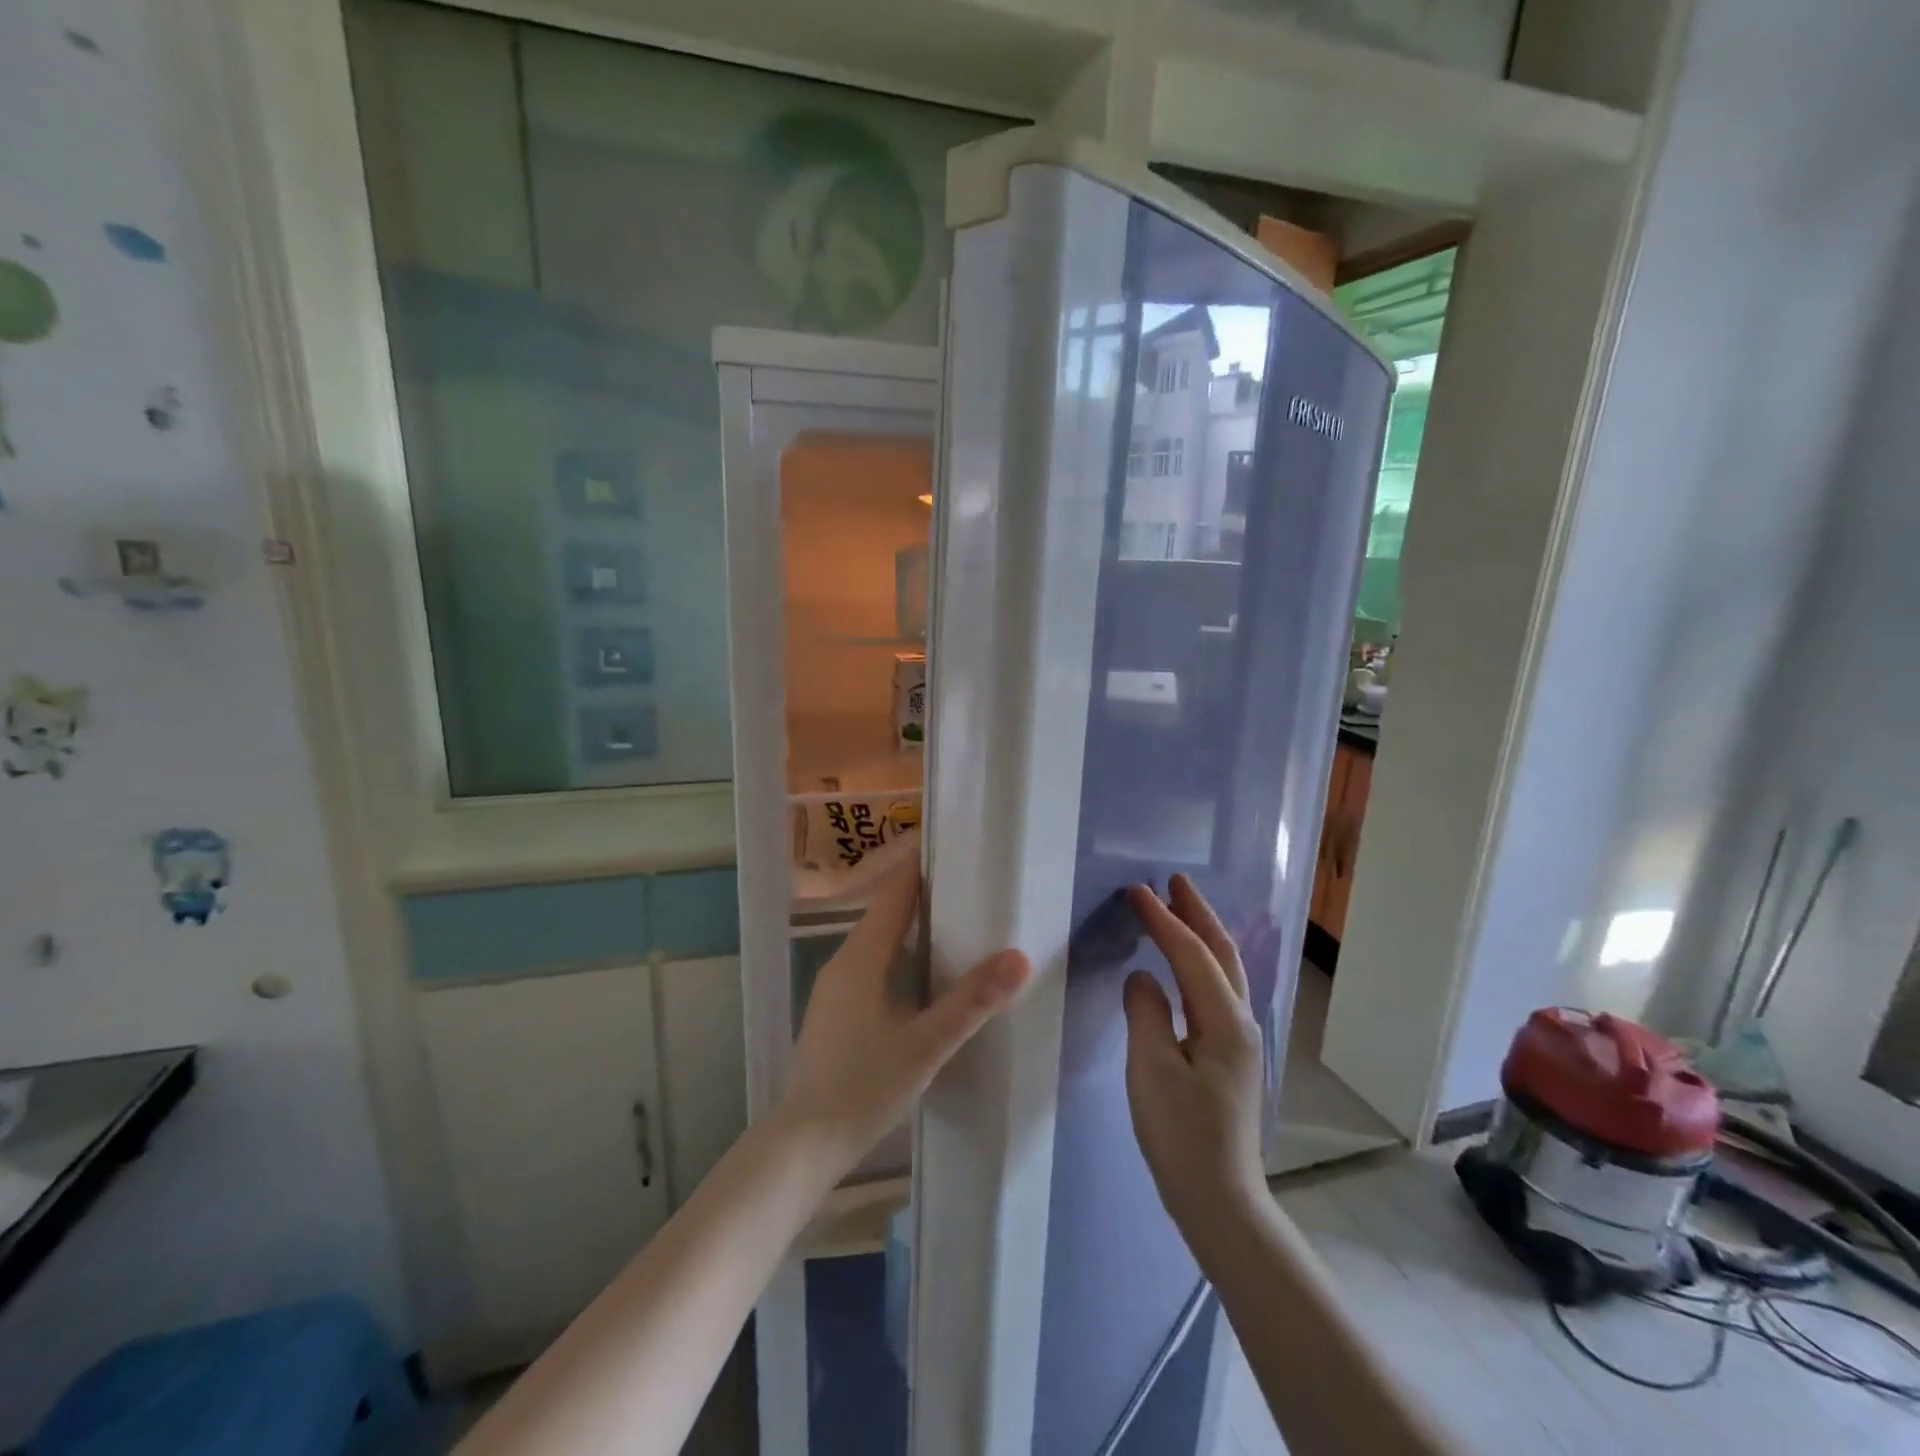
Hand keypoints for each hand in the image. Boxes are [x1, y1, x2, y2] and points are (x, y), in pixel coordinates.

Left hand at [775, 860, 1030, 1181]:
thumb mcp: (926, 1044)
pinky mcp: (836, 1011)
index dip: (921, 865)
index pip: (895, 893)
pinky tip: (924, 974)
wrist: (804, 1144)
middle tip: (970, 882)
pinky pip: (872, 964)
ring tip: (957, 920)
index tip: (954, 843)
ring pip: (879, 940)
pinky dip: (901, 954)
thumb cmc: (864, 1087)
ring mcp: (835, 987)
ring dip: (912, 925)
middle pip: (887, 912)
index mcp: (862, 957)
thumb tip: (1019, 957)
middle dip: (924, 893)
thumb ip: (972, 1001)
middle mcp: (844, 961)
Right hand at [1123, 875, 1268, 1245]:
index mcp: (1223, 1020)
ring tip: (1179, 908)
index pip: (1191, 954)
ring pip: (1223, 970)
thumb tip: (1143, 977)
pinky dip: (1200, 962)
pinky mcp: (1231, 1055)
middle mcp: (1240, 1021)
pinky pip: (1216, 990)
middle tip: (1174, 880)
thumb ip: (1146, 1011)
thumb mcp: (1151, 1069)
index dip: (1163, 919)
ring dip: (1202, 933)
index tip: (1136, 890)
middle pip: (1221, 952)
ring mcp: (1240, 1039)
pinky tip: (1184, 966)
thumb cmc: (1181, 1134)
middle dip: (1198, 912)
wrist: (1220, 1198)